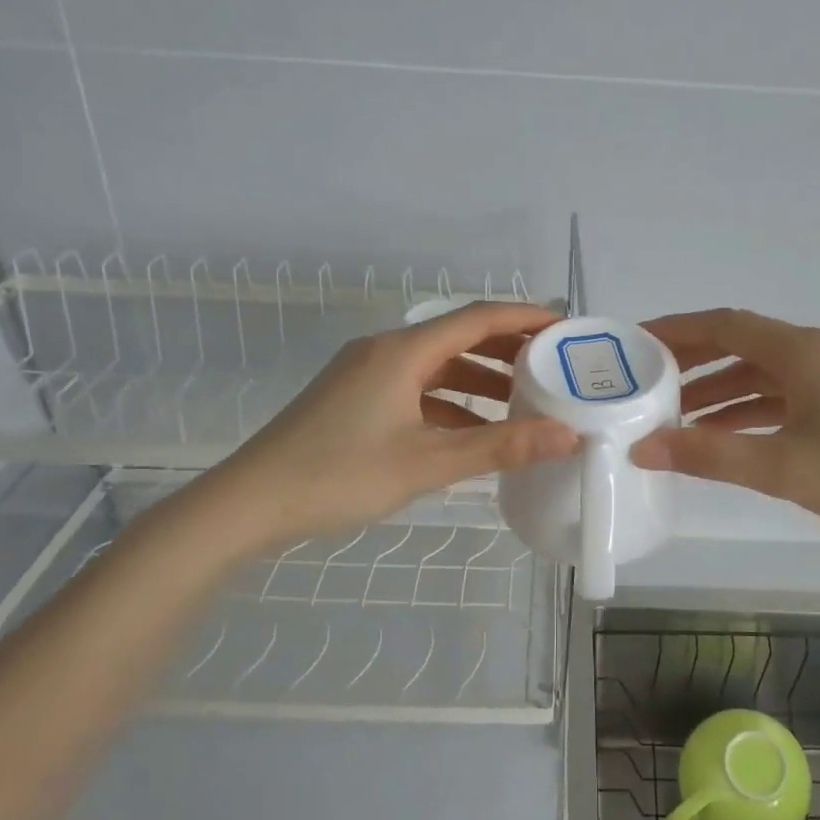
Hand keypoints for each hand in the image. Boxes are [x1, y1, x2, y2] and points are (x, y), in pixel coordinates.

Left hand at [186, 302, 577, 555]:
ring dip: (479, 381)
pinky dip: (449, 405)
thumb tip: (568, 435)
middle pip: (458, 338)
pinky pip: (416, 391)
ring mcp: (366, 375)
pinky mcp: (355, 400)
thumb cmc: (340, 475)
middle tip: (554, 365)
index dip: (524, 316)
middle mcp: (384, 351)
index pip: (477, 318)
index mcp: (402, 352)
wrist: (250, 503)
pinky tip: (473, 433)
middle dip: (507, 349)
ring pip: (436, 368)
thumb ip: (500, 447)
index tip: (566, 326)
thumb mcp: (428, 463)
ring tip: (524, 401)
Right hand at [630, 309, 819, 550]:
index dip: (676, 329)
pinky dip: (752, 410)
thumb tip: (642, 448)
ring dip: (721, 392)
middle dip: (692, 363)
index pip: (725, 324)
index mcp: (804, 351)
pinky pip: (787, 395)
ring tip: (676, 418)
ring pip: (764, 374)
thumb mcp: (784, 468)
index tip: (634, 341)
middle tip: (645, 382)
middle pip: (742, 345)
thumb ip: (709, 456)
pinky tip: (727, 435)